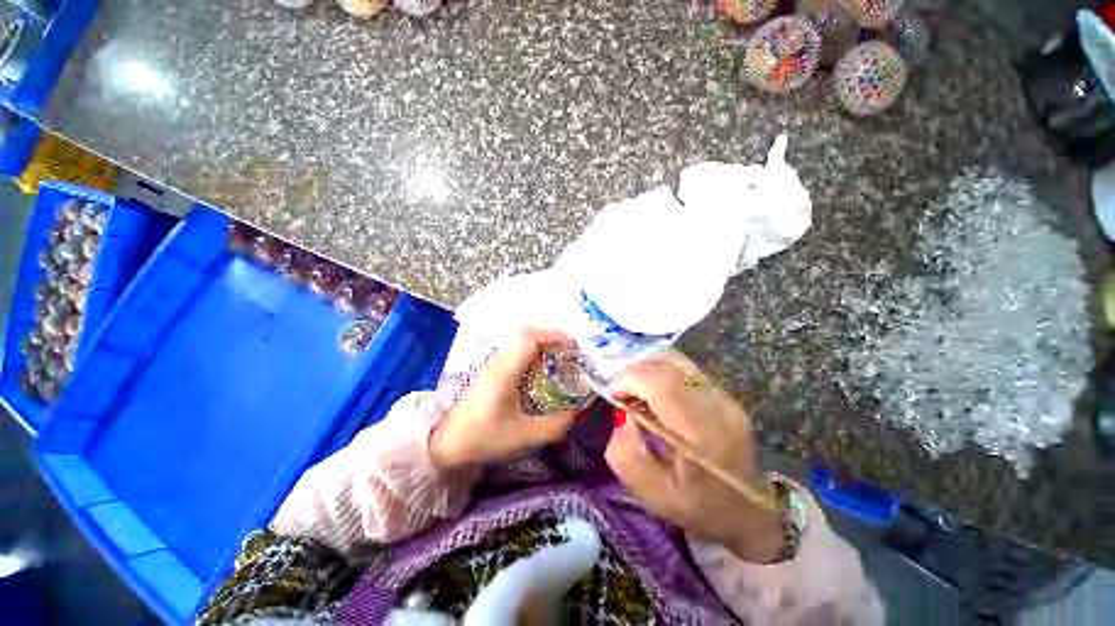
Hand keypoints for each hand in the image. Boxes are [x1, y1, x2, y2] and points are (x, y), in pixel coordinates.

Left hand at [430, 328, 577, 469]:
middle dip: (550, 340)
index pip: (531, 338)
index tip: (572, 347)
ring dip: (541, 347)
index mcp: (506, 370)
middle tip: (567, 355)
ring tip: (557, 362)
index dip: (554, 337)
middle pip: (526, 335)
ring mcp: (493, 364)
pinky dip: (532, 355)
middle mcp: (499, 361)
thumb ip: (552, 426)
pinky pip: (515, 353)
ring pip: (520, 342)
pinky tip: (538, 374)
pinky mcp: (490, 372)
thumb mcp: (522, 435)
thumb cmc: (483, 436)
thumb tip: (573, 414)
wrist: (446, 443)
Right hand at [605, 350, 784, 562]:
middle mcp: (718, 405)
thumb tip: (623, 416)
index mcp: (704, 434)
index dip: (631, 378)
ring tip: (634, 389)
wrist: (750, 513)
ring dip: (646, 368)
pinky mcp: (723, 393)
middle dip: (634, 371)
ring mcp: (725, 395)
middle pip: (668, 364)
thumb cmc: (699, 508)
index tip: (612, 392)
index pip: (663, 383)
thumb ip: (628, 457)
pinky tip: (653, 392)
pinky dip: (660, 371)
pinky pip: (684, 368)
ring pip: (676, 360)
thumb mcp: (654, 496)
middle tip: (620, 391)